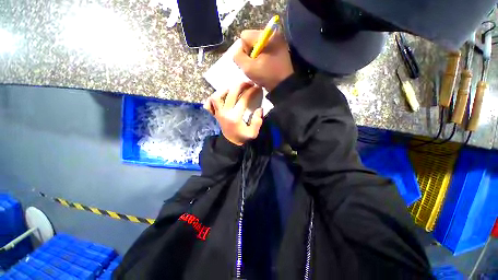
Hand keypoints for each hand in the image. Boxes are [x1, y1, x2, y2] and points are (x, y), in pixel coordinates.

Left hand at [204, 82, 263, 145]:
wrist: (230, 143)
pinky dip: (213, 98)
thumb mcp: (253, 133)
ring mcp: (218, 113)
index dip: (251, 91)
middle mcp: (224, 113)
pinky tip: (221, 97)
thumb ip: (257, 122)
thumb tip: (259, 109)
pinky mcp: (215, 114)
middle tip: (248, 83)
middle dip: (241, 85)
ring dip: (224, 90)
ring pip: (216, 97)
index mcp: (234, 117)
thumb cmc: (242, 137)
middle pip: (230, 93)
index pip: (243, 100)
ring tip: (233, 89)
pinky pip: (209, 104)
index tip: (257, 87)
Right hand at [233, 30, 293, 90]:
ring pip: (257, 45)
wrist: (284, 85)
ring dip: (255, 56)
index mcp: (266, 35)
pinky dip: (262, 57)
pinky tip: (265, 65)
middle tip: (255, 66)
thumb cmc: (267, 76)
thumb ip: (238, 56)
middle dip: (250, 53)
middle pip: (251, 40)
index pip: (244, 36)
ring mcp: (278, 40)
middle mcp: (273, 33)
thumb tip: (237, 51)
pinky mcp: (280, 48)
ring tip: (260, 67)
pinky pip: (265, 49)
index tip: (250, 62)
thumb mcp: (248, 68)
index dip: (243, 51)